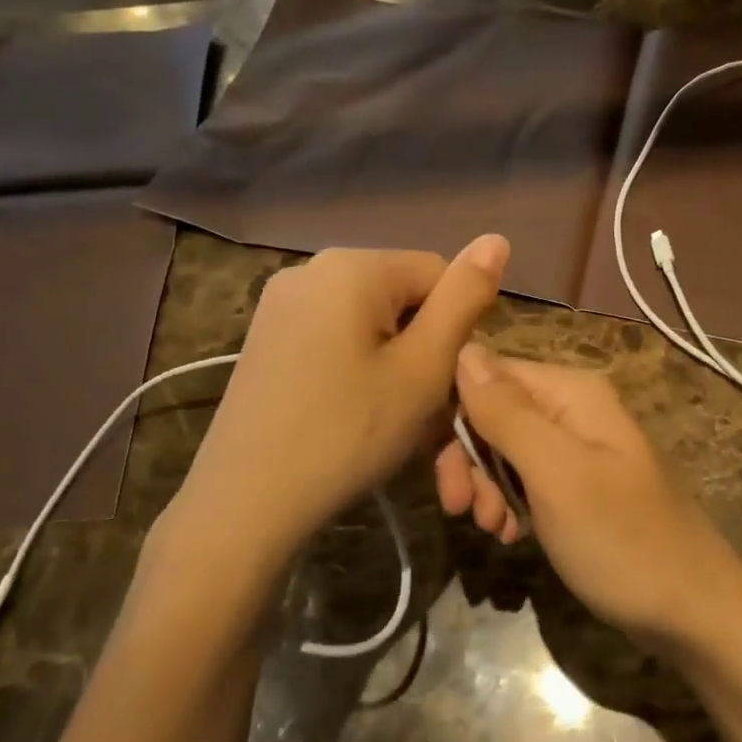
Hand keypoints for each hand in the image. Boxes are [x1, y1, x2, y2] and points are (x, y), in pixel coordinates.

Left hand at [175, 236, 508, 554]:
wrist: (244, 503)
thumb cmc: (348, 433)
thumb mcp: (423, 368)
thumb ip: (464, 299)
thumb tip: (497, 238)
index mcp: (352, 265)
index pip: (438, 273)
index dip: (456, 329)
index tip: (446, 385)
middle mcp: (310, 268)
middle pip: (401, 297)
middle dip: (422, 349)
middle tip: (421, 412)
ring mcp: (280, 303)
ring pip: (368, 323)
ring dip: (393, 364)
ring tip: (388, 420)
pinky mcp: (265, 338)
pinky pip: (334, 338)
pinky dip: (356, 369)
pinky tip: (350, 415)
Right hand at [435, 346, 741, 652]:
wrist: (694, 614)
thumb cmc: (622, 540)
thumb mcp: (556, 474)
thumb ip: (507, 412)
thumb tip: (464, 349)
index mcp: (571, 392)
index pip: (488, 373)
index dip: (455, 412)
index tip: (438, 467)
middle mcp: (573, 409)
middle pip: (494, 413)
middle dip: (470, 459)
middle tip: (460, 509)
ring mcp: (578, 449)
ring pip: (505, 449)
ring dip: (487, 486)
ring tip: (492, 528)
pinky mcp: (579, 486)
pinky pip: (527, 479)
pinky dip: (510, 503)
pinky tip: (512, 534)